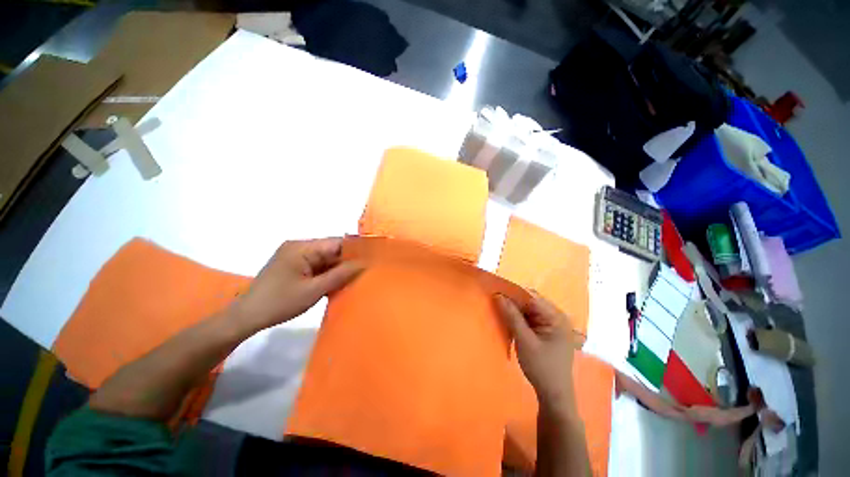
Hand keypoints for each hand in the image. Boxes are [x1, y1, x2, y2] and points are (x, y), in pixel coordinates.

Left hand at [231, 238, 363, 332]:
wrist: (246, 317)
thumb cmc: (280, 302)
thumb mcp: (314, 290)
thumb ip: (340, 275)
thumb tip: (364, 263)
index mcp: (302, 247)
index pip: (336, 242)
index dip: (355, 250)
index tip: (372, 259)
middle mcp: (299, 246)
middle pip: (331, 249)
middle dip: (347, 261)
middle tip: (366, 271)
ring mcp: (295, 255)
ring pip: (326, 258)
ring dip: (338, 268)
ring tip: (355, 278)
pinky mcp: (294, 265)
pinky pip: (317, 265)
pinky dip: (327, 273)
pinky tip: (337, 282)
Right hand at [495, 293, 575, 408]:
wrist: (554, 394)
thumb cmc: (541, 367)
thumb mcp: (524, 340)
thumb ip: (512, 316)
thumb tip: (498, 295)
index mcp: (556, 317)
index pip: (532, 297)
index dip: (513, 293)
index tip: (495, 291)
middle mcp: (556, 317)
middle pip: (531, 302)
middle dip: (513, 301)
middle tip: (495, 300)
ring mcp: (552, 324)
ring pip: (529, 310)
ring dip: (515, 309)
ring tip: (498, 308)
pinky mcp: (547, 331)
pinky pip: (530, 318)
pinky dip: (519, 318)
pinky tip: (508, 319)